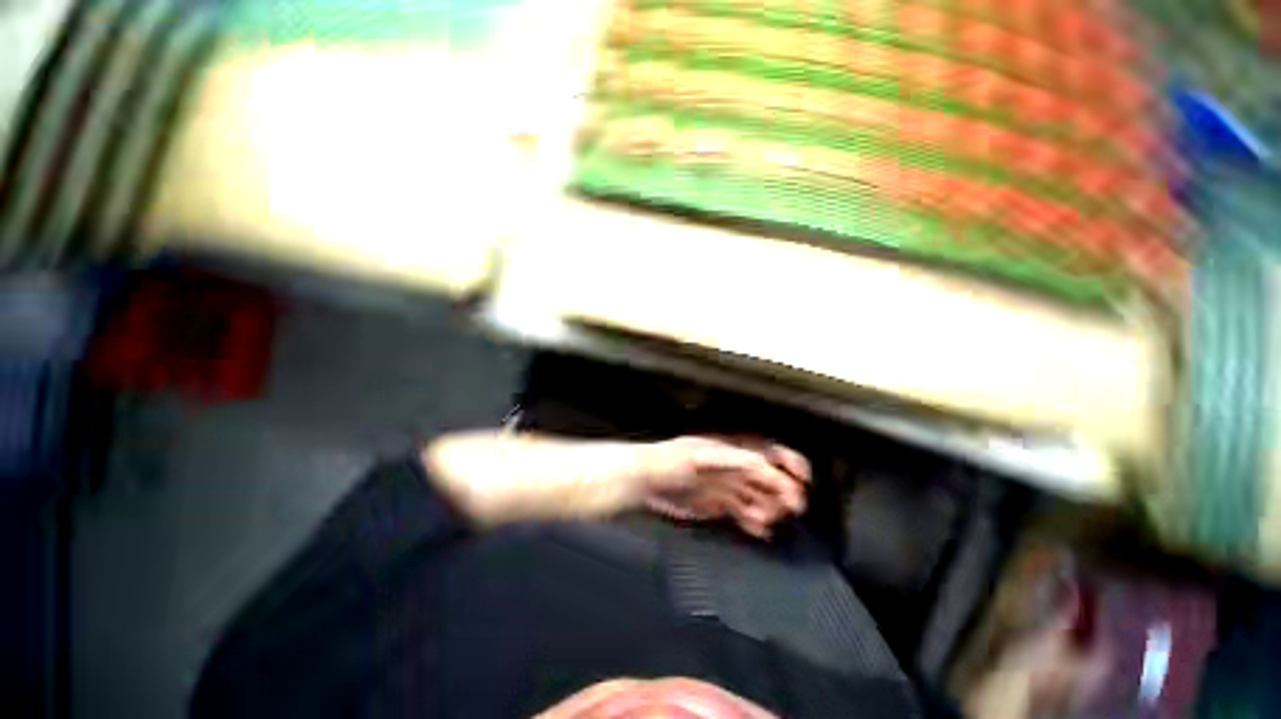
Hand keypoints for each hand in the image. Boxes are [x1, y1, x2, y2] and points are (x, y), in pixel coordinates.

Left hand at [639, 436, 810, 538]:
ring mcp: (725, 487)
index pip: (766, 452)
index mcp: (730, 449)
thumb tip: (765, 465)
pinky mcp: (717, 506)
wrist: (644, 480)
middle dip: (784, 491)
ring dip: (769, 509)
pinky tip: (759, 531)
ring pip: (758, 497)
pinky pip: (742, 513)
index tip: (804, 480)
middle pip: (767, 477)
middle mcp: (732, 467)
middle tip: (793, 508)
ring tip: (766, 521)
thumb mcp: (700, 456)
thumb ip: (732, 460)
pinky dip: (754, 522)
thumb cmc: (670, 461)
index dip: (788, 463)